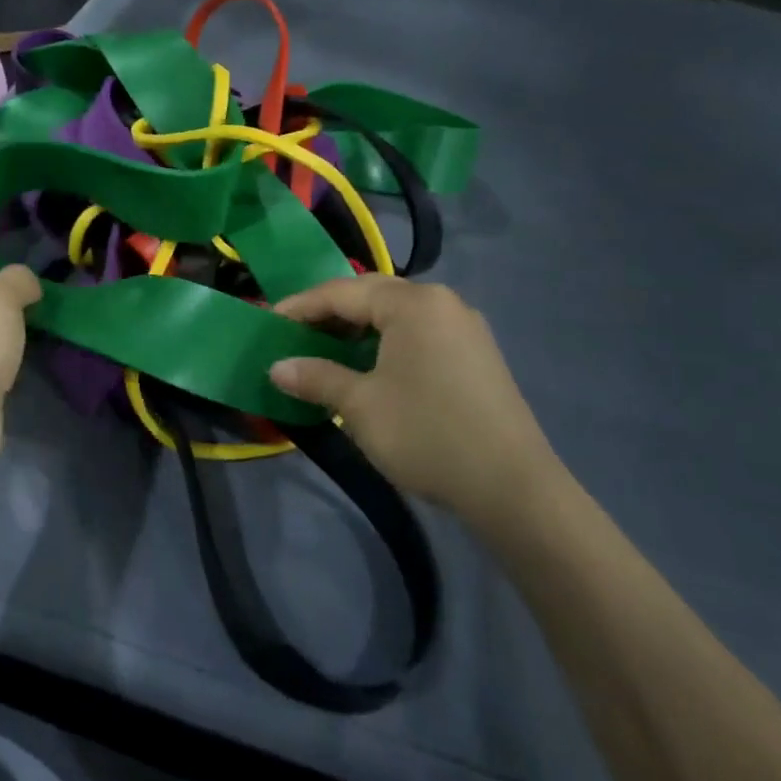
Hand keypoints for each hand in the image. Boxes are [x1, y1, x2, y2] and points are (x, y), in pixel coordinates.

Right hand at [269, 277, 559, 522]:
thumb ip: (315, 377)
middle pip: (372, 295)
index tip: (268, 321)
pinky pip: (420, 333)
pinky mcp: (477, 355)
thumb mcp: (359, 405)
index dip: (301, 306)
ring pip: (398, 315)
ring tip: (326, 350)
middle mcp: (442, 303)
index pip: (342, 292)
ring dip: (359, 328)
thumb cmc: (426, 434)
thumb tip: (277, 368)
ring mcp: (465, 328)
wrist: (513, 488)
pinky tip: (370, 367)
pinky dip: (387, 342)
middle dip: (330, 312)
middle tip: (295, 333)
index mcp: (413, 303)